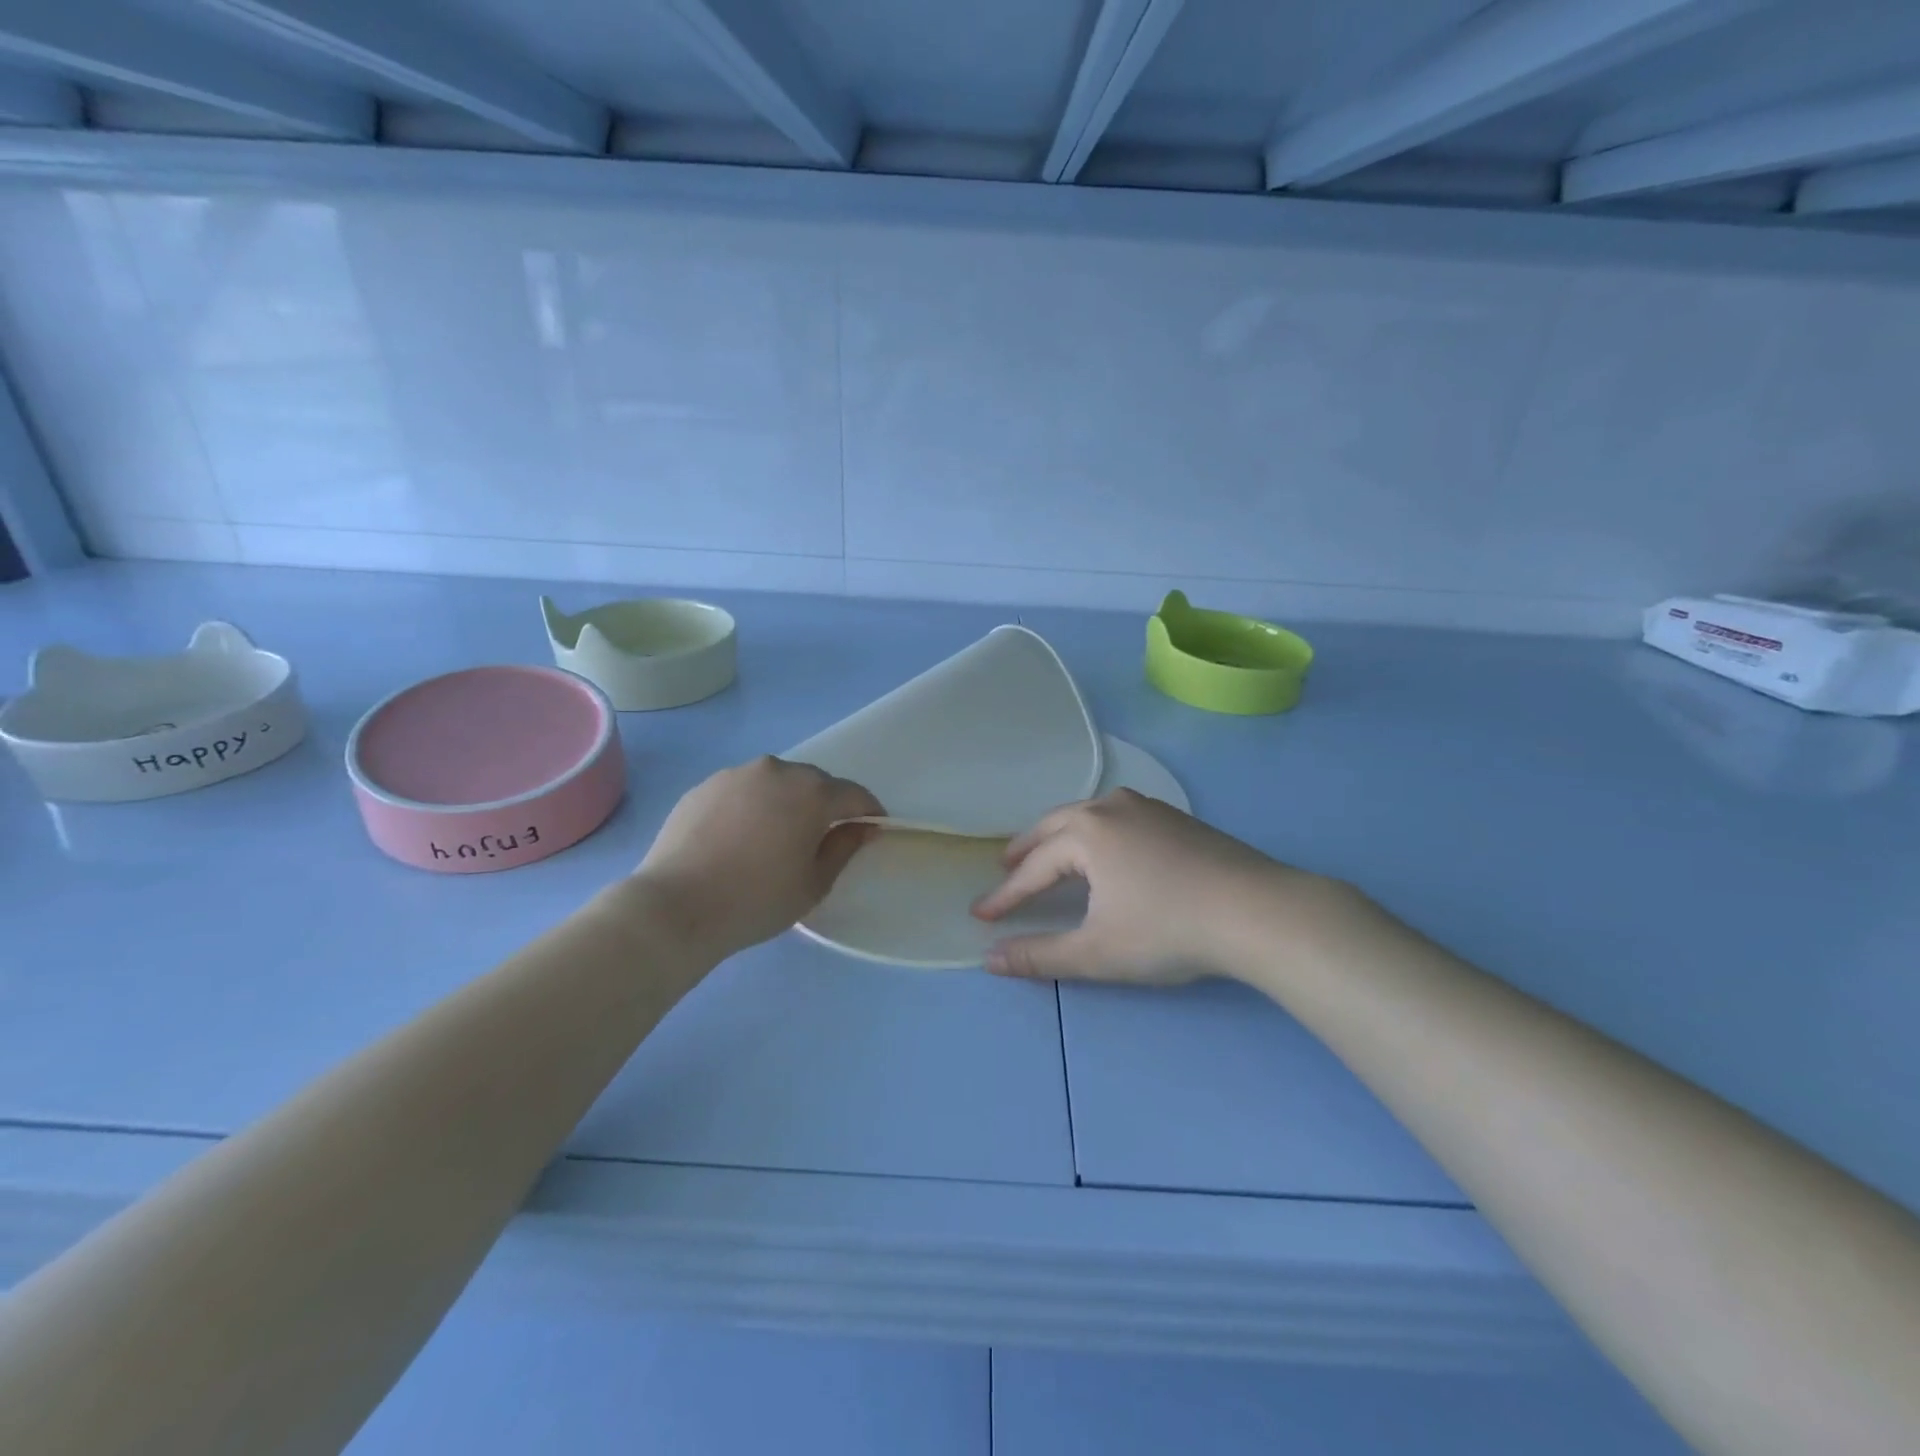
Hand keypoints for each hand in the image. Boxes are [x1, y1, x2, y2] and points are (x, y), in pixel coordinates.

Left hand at [632, 757, 883, 959]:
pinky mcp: (704, 786)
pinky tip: (740, 837)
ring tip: (776, 836)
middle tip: (821, 838)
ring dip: (786, 802)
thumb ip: (845, 847)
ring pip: (776, 782)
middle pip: (815, 783)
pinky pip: (742, 790)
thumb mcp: (814, 883)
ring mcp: (736, 774)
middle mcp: (777, 771)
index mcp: (812, 793)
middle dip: (826, 805)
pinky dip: (752, 806)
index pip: (854, 795)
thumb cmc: (757, 899)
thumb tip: (862, 828)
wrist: (676, 906)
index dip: (869, 811)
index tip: (872, 829)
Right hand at [971, 789, 1329, 984]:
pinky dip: (1095, 831)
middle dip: (1027, 849)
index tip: (982, 915)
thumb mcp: (1097, 952)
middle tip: (1007, 867)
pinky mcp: (1176, 818)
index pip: (1033, 868)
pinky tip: (1106, 847)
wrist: (1257, 912)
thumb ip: (1039, 956)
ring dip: (1062, 834)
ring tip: (1050, 853)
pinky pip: (1118, 816)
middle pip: (1055, 826)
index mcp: (1086, 833)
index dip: (1006, 896)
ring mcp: (1147, 808)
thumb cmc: (1168, 931)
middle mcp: (1110, 808)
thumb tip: (990, 960)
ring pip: (1088, 814)